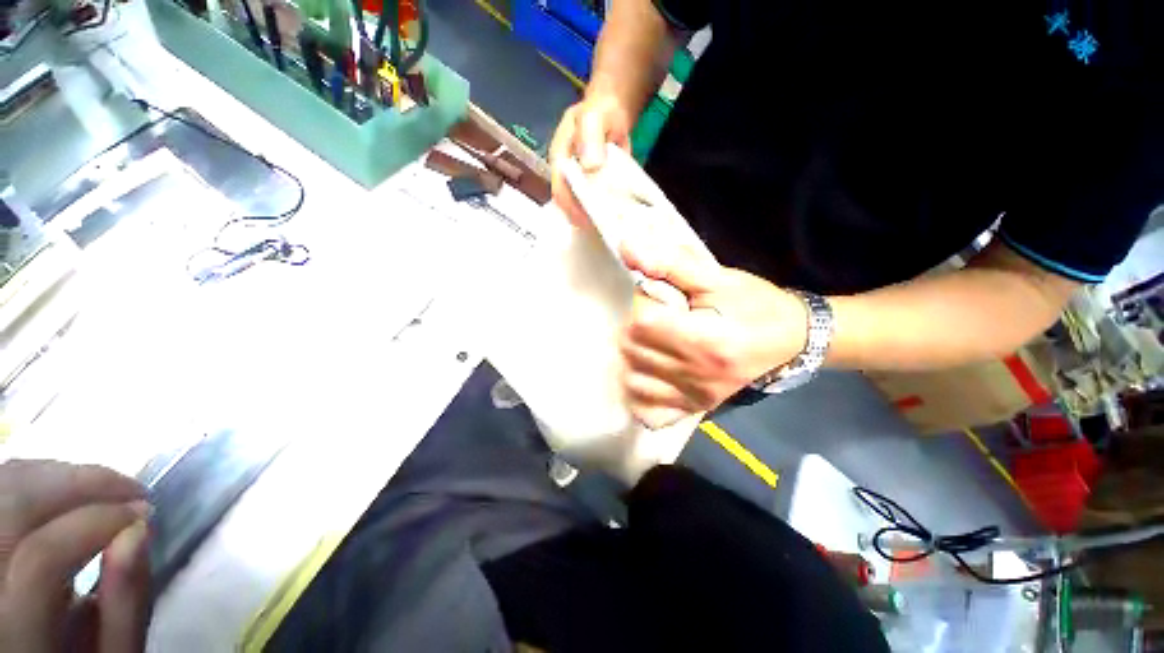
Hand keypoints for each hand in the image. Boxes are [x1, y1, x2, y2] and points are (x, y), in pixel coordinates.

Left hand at [0, 460, 150, 652]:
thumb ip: (125, 602)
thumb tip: (140, 530)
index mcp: (14, 634)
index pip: (42, 557)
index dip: (96, 522)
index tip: (145, 511)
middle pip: (14, 507)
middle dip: (80, 484)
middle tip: (133, 489)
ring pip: (6, 486)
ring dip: (61, 476)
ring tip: (108, 488)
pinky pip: (2, 486)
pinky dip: (39, 477)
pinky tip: (71, 488)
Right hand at [548, 92, 633, 227]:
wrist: (613, 114)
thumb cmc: (599, 113)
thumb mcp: (594, 119)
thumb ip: (591, 139)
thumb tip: (590, 167)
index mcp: (560, 161)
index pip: (559, 190)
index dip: (570, 207)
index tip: (586, 219)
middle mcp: (568, 178)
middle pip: (570, 205)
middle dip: (584, 218)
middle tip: (603, 226)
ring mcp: (581, 185)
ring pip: (583, 208)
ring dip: (595, 219)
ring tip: (610, 226)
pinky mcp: (595, 190)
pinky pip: (599, 205)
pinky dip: (606, 213)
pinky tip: (617, 219)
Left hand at [618, 241, 809, 428]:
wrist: (793, 341)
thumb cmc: (756, 305)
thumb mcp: (718, 278)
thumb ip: (670, 264)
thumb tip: (627, 248)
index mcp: (705, 340)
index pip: (642, 323)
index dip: (641, 303)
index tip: (657, 296)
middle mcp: (696, 376)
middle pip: (633, 349)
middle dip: (634, 326)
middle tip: (655, 316)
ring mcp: (694, 397)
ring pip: (633, 379)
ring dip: (632, 356)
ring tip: (650, 342)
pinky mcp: (695, 409)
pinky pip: (650, 413)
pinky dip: (639, 396)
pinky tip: (646, 377)